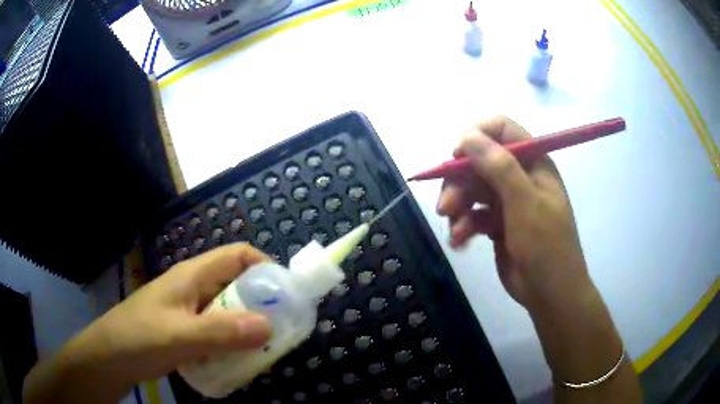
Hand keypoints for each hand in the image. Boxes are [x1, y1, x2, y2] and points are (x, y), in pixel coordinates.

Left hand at [24, 244, 271, 403]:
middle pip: (237, 284)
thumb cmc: (139, 337)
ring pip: (228, 309)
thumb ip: (221, 332)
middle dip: (263, 303)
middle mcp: (194, 288)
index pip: (237, 255)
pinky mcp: (186, 329)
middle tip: (282, 330)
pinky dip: (233, 340)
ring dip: (248, 325)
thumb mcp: (180, 336)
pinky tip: (238, 359)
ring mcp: (189, 310)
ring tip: (265, 348)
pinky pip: (218, 329)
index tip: (288, 293)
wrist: (110, 356)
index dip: (265, 265)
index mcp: (192, 276)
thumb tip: (269, 325)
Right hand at [436, 115, 590, 310]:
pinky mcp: (496, 223)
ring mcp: (507, 200)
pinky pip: (473, 214)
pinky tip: (459, 241)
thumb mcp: (525, 203)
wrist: (550, 293)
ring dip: (458, 208)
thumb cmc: (546, 246)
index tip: (457, 157)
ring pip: (472, 189)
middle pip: (479, 162)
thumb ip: (500, 166)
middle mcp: (519, 176)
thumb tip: (468, 136)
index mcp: (533, 162)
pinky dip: (463, 226)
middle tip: (446, 207)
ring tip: (454, 230)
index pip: (501, 129)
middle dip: (459, 183)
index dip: (477, 137)